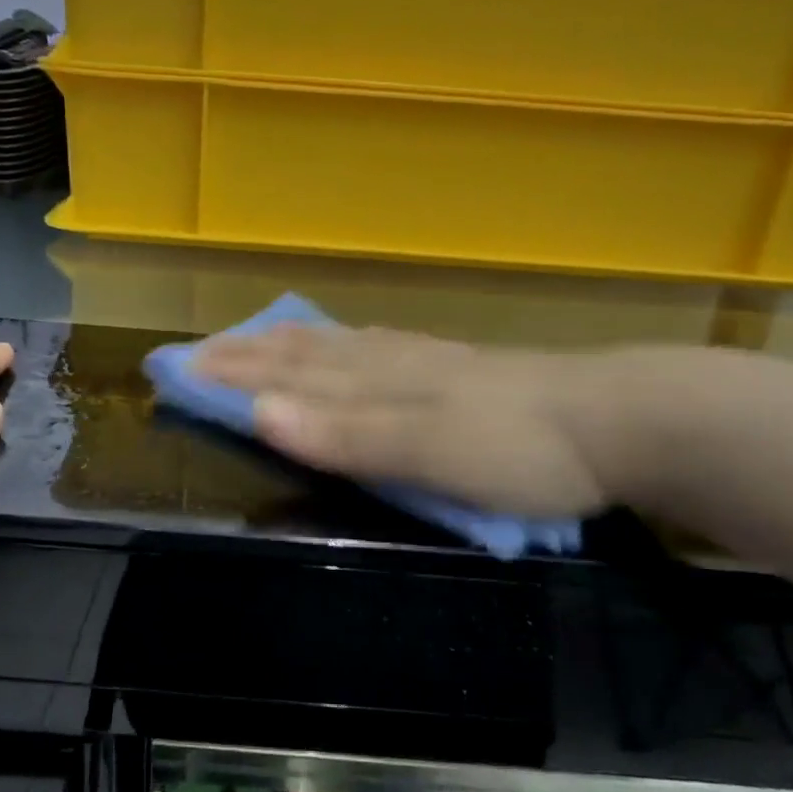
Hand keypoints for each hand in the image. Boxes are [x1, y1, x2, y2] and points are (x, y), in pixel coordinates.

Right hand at [196, 324, 652, 516]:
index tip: (176, 370)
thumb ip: (344, 434)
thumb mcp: (425, 451)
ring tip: (255, 340)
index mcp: (374, 381)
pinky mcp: (454, 371)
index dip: (228, 373)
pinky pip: (375, 350)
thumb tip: (257, 413)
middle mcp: (388, 363)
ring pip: (337, 347)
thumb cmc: (515, 447)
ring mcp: (423, 363)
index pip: (284, 374)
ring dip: (286, 346)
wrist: (616, 421)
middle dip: (245, 355)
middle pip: (302, 354)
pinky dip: (340, 346)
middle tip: (195, 351)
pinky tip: (349, 345)